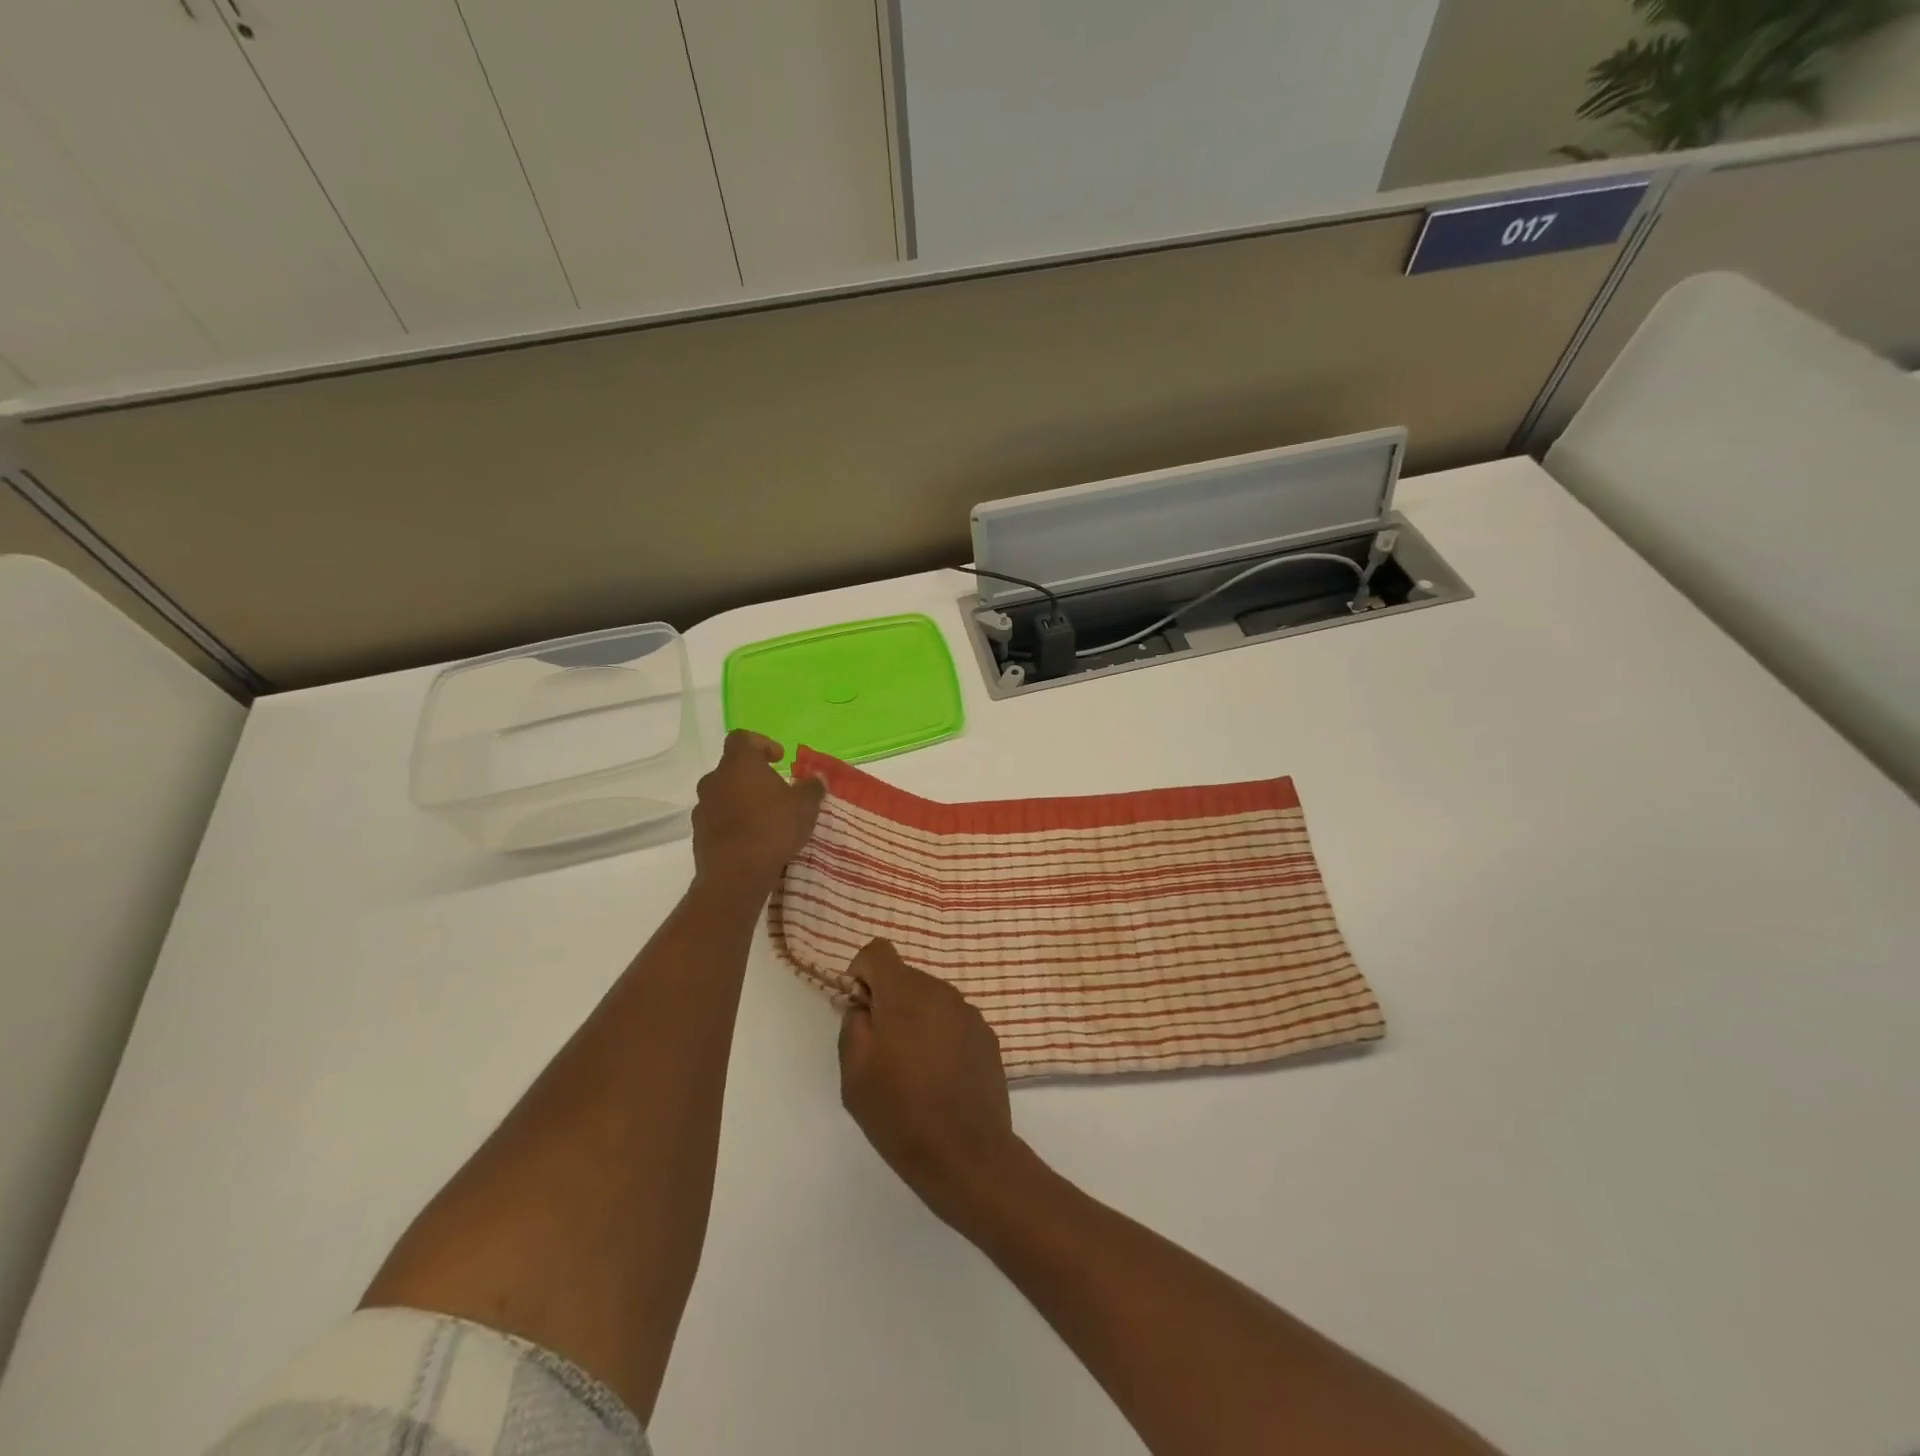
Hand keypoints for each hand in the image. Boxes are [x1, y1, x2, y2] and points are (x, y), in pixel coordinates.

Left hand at [690, 731, 825, 903]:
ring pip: (724, 794)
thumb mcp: (805, 806)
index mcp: (739, 764)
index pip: (742, 738)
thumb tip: (817, 778)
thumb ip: (812, 788)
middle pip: (733, 768)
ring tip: (765, 819)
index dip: (761, 743)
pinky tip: (752, 839)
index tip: (778, 759)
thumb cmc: (772, 829)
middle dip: (754, 777)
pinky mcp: (698, 833)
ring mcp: (703, 806)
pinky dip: (733, 822)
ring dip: (742, 800)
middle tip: (777, 792)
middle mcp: (714, 779)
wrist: (735, 875)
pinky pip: (718, 818)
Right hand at [838, 939, 1021, 1224]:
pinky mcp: (987, 1036)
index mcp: (905, 993)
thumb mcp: (854, 1072)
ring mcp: (969, 1013)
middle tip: (881, 1050)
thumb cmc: (900, 1112)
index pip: (878, 951)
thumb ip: (853, 1024)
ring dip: (915, 1019)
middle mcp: (941, 991)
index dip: (862, 972)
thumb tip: (863, 1005)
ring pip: (930, 1000)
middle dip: (888, 1002)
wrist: (966, 1154)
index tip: (859, 1009)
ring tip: (912, 1069)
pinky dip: (940, 1035)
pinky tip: (939, 1077)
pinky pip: (953, 1021)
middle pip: (905, 977)